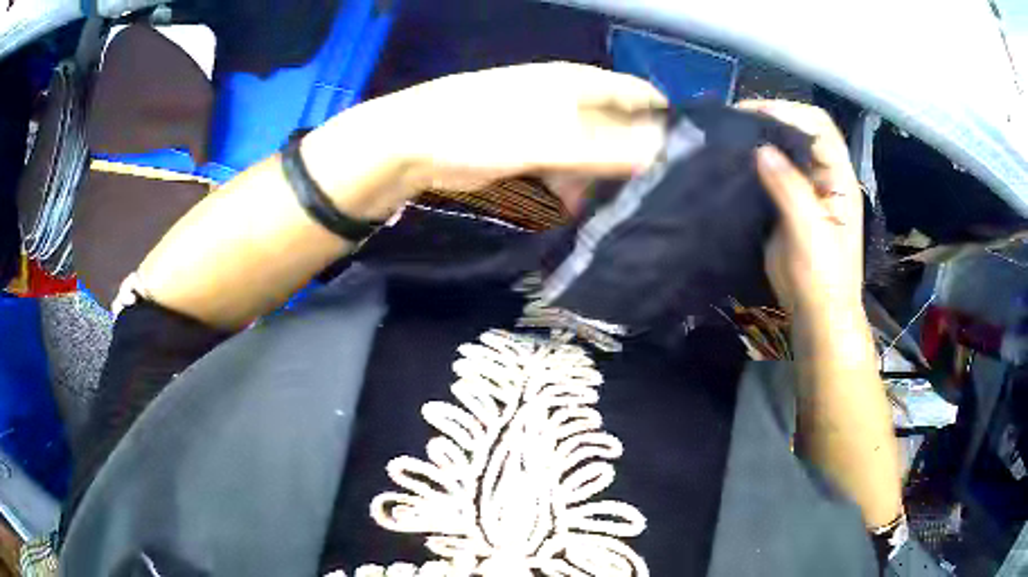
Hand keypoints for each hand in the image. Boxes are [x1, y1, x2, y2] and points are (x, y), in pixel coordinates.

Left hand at [308, 62, 667, 215]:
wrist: (414, 144)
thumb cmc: (483, 130)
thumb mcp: (552, 140)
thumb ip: (609, 146)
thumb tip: (665, 150)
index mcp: (581, 84)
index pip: (641, 97)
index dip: (666, 124)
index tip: (685, 165)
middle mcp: (571, 99)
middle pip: (620, 126)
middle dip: (634, 161)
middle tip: (648, 202)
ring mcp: (550, 123)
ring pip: (593, 151)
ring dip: (600, 180)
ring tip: (607, 213)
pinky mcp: (530, 145)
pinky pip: (566, 165)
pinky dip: (572, 186)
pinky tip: (570, 207)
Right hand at [738, 100, 864, 315]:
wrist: (816, 315)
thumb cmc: (822, 277)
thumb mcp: (809, 232)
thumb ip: (789, 188)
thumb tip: (761, 149)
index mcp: (839, 178)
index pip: (818, 126)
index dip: (788, 112)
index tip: (751, 114)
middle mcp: (824, 176)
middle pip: (800, 131)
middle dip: (770, 119)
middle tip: (734, 123)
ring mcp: (806, 190)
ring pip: (785, 150)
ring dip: (760, 140)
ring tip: (730, 138)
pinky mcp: (788, 204)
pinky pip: (771, 172)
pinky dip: (754, 162)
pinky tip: (735, 164)